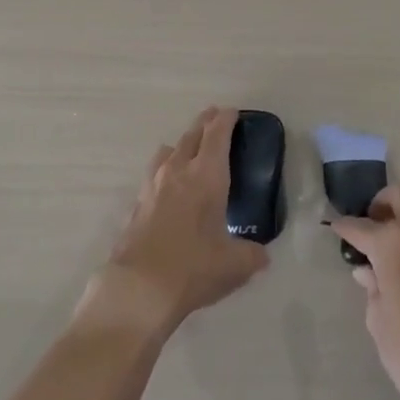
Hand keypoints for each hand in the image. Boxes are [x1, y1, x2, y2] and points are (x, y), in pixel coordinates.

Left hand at [79, 107, 268, 340]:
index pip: (217, 134)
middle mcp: (178, 171)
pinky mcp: (137, 204)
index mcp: (206, 175)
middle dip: (205, 123)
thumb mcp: (234, 266)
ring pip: (168, 151)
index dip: (226, 120)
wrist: (139, 288)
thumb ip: (252, 256)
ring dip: (182, 144)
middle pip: (192, 135)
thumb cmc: (193, 268)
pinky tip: (167, 185)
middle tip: (214, 117)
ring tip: (188, 148)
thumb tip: (262, 256)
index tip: (232, 112)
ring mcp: (153, 185)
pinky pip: (154, 173)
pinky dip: (164, 169)